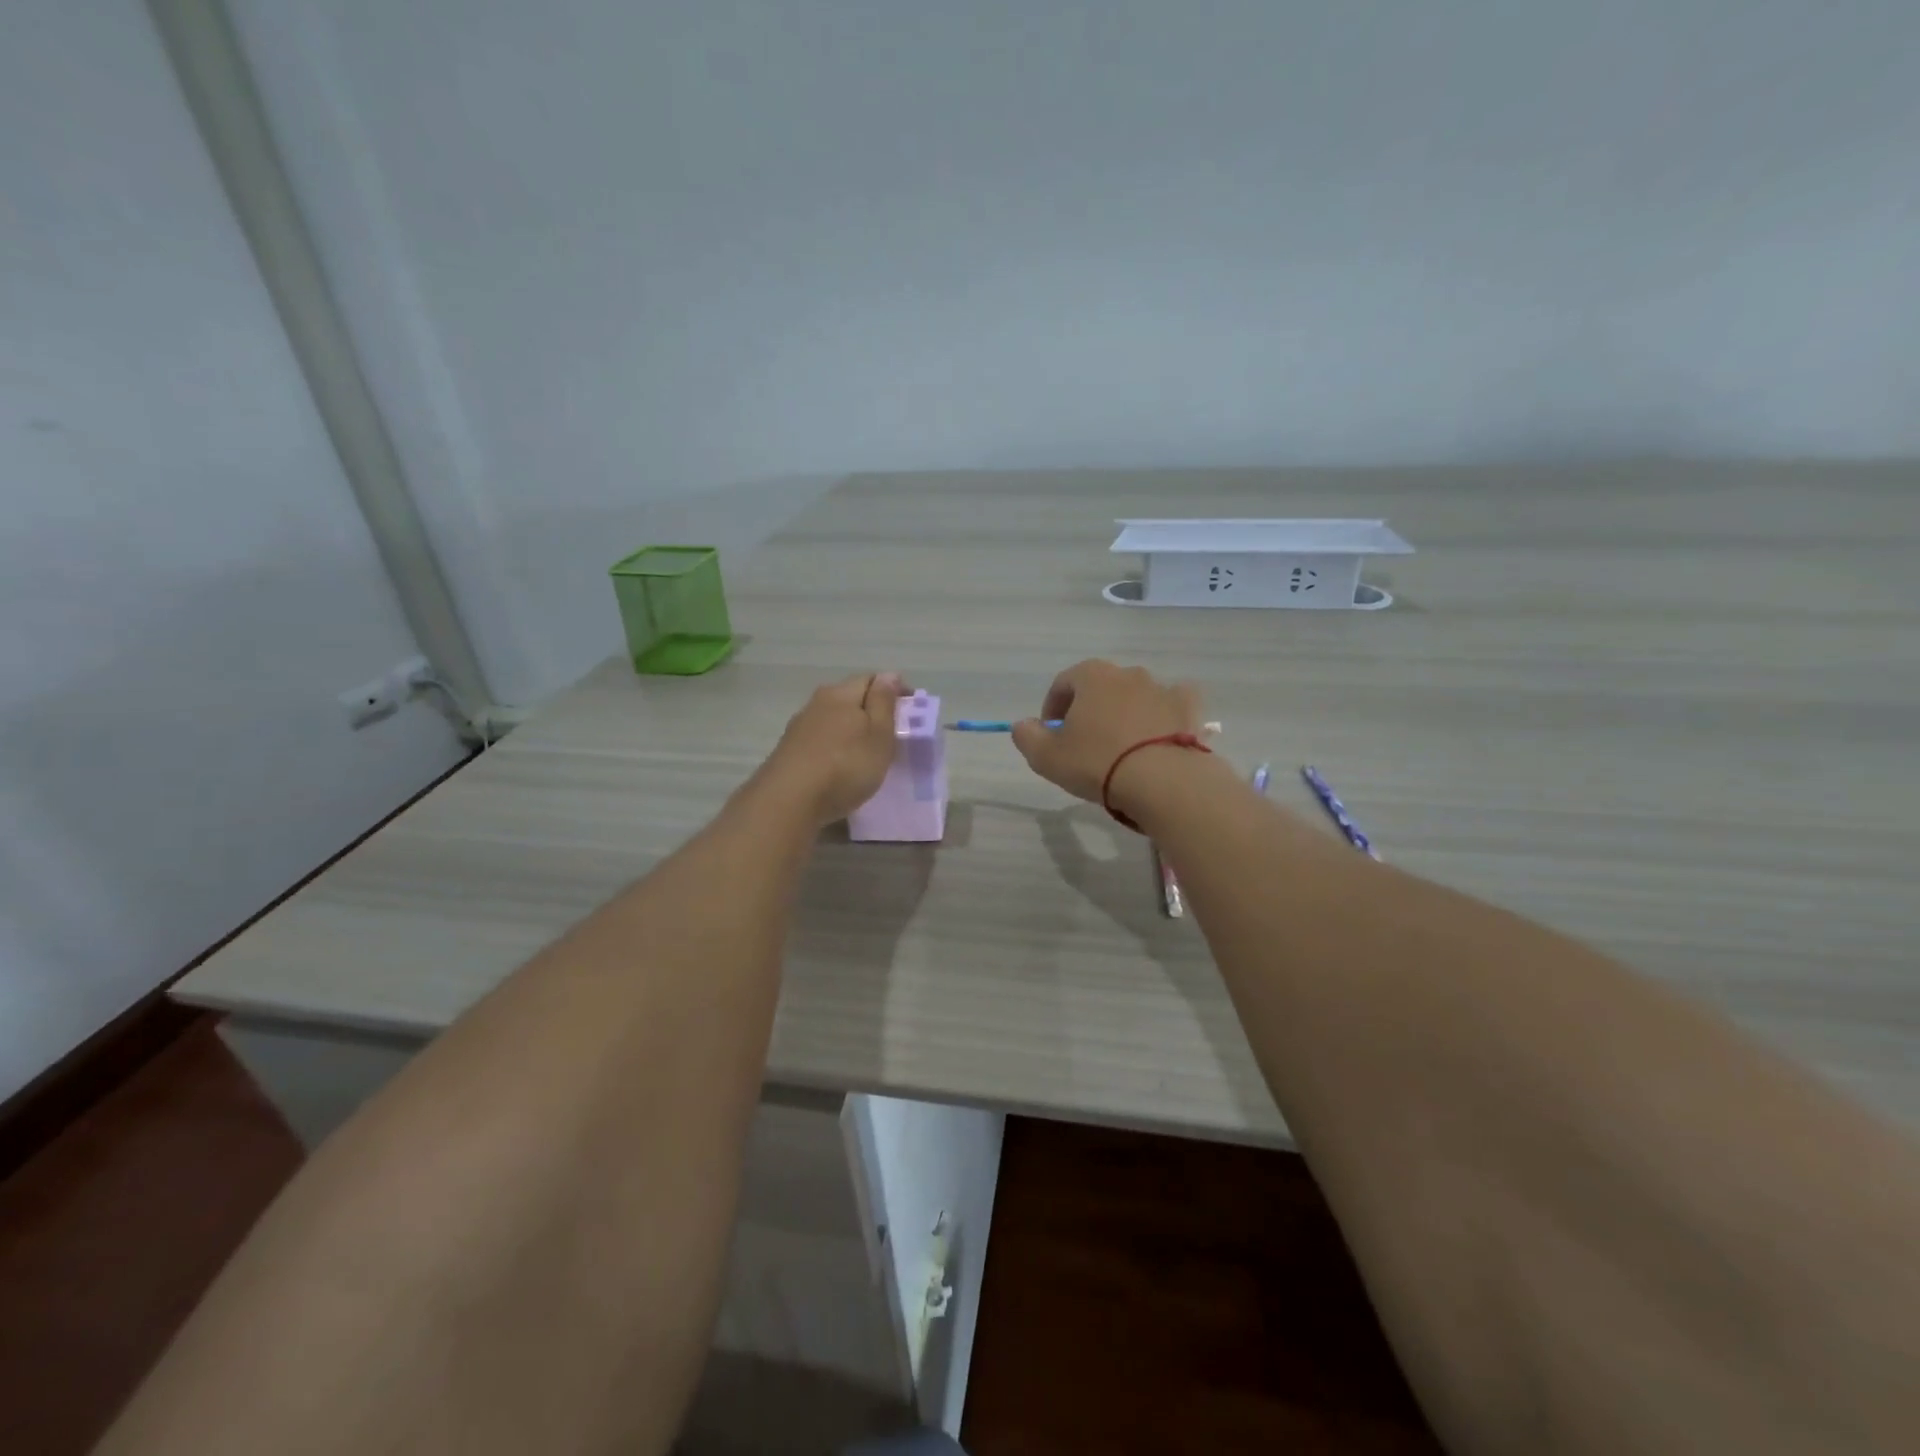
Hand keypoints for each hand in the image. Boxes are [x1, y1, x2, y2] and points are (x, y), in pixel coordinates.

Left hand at [758, 672, 907, 825]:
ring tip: (867, 753)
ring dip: (852, 730)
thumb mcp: (878, 734)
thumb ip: (884, 703)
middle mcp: (817, 703)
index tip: (911, 710)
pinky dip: (836, 747)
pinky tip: (840, 766)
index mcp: (841, 693)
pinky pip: (821, 740)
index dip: (894, 690)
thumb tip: (890, 675)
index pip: (872, 679)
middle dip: (872, 710)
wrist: (789, 801)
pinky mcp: (789, 751)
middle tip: (891, 734)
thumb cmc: (845, 765)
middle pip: (850, 698)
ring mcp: (799, 727)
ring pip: (833, 719)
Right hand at [1011, 660, 1203, 814]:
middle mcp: (1128, 673)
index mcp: (1092, 676)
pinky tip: (1160, 736)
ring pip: (1137, 695)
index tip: (1051, 735)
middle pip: (1101, 687)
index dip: (1052, 708)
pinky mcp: (1189, 708)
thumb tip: (1024, 725)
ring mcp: (1163, 688)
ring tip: (1123, 746)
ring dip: (1126, 712)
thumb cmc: (1097, 764)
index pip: (1063, 683)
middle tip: (1085, 743)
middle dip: (1090, 709)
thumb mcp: (1046, 757)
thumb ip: (1027, 736)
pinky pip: (1172, 705)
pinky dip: (1164, 715)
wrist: (1163, 781)